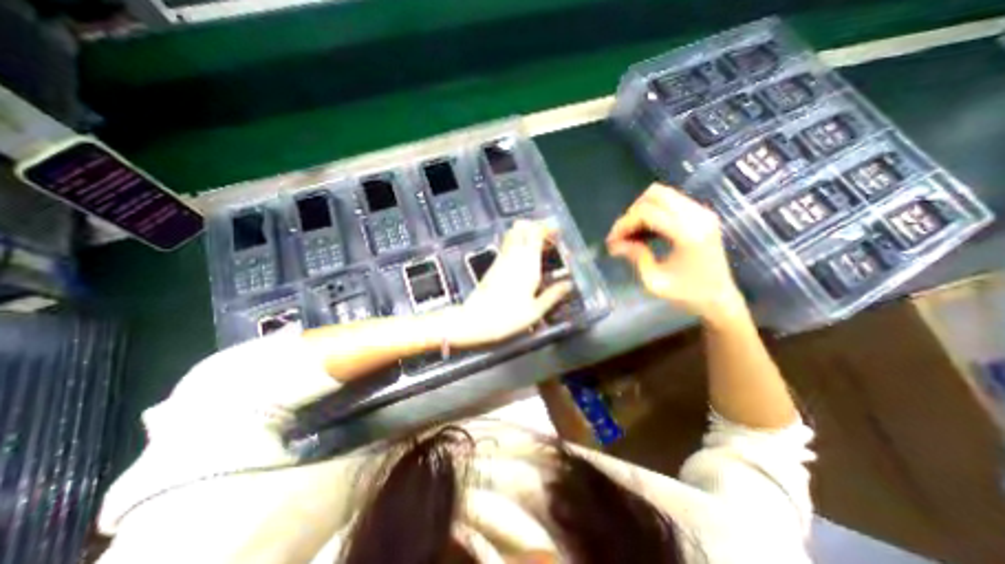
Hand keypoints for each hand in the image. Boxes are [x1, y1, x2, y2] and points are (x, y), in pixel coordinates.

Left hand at [444, 221, 572, 348]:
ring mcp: (501, 259)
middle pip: (521, 227)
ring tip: (539, 247)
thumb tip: (568, 284)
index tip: (557, 234)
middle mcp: (513, 256)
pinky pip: (507, 245)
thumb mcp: (536, 310)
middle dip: (536, 226)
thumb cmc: (509, 317)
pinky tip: (525, 258)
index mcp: (527, 263)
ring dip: (526, 233)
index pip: (535, 232)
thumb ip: (553, 295)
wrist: (476, 321)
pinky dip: (518, 243)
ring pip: (512, 234)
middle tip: (548, 238)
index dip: (546, 228)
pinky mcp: (493, 265)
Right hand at [604, 182, 744, 319]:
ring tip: (632, 233)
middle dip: (632, 212)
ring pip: (663, 194)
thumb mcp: (654, 281)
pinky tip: (646, 231)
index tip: (612, 241)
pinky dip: (654, 211)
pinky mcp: (703, 214)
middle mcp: (698, 216)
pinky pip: (671, 200)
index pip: (647, 213)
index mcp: (687, 235)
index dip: (624, 224)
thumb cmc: (687, 295)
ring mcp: (703, 212)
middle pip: (655, 194)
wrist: (719, 298)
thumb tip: (615, 244)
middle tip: (622, 234)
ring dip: (642, 210)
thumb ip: (636, 256)